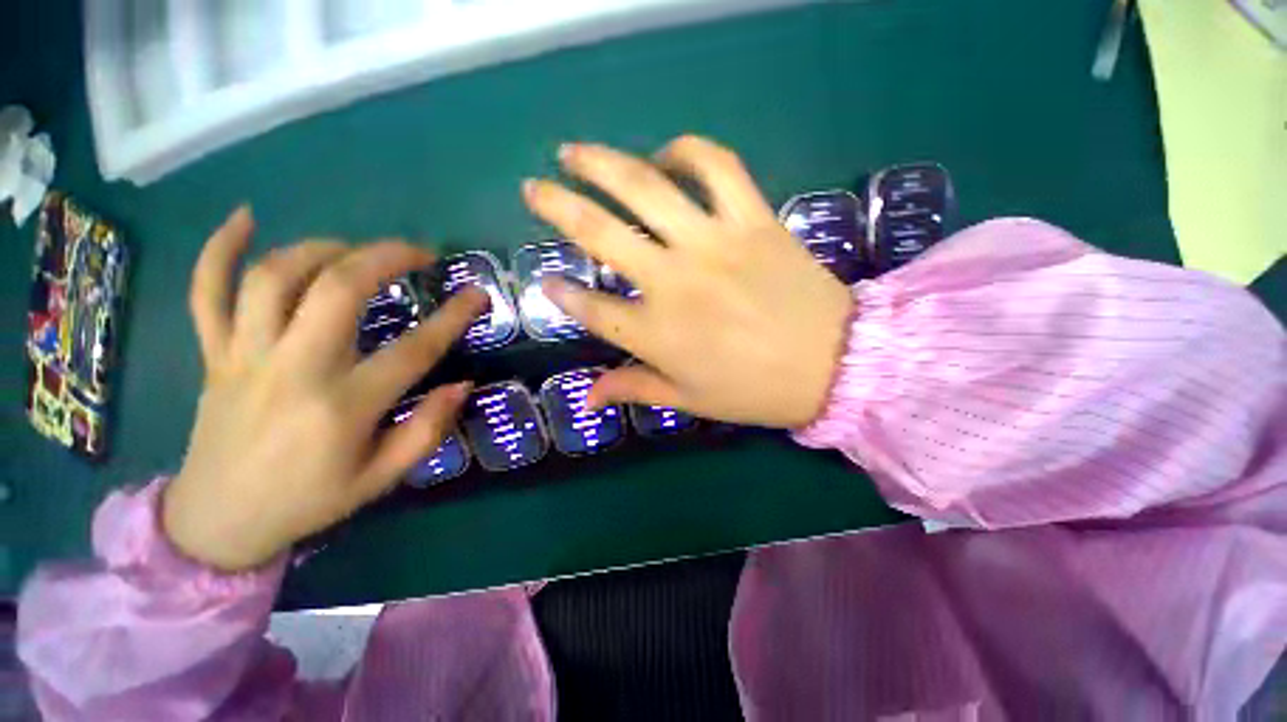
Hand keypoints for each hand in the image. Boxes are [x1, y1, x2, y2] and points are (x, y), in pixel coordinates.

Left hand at [163, 208, 486, 571]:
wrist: (217, 522)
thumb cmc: (308, 501)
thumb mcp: (381, 479)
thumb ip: (426, 431)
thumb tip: (462, 385)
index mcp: (343, 407)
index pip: (414, 349)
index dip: (454, 316)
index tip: (478, 294)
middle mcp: (293, 369)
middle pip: (337, 289)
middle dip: (385, 257)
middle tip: (418, 253)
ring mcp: (245, 356)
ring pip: (275, 278)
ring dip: (322, 249)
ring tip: (355, 248)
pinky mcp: (214, 354)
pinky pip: (206, 291)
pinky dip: (220, 248)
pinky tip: (245, 218)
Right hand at [523, 136, 852, 427]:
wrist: (834, 365)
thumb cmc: (755, 391)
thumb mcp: (689, 398)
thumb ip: (634, 388)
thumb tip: (587, 396)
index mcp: (656, 333)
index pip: (590, 308)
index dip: (561, 294)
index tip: (545, 282)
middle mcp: (673, 281)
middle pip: (600, 234)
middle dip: (557, 207)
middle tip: (533, 189)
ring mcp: (713, 244)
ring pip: (645, 187)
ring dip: (601, 163)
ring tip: (574, 152)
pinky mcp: (753, 220)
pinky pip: (717, 167)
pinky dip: (687, 150)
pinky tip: (666, 153)